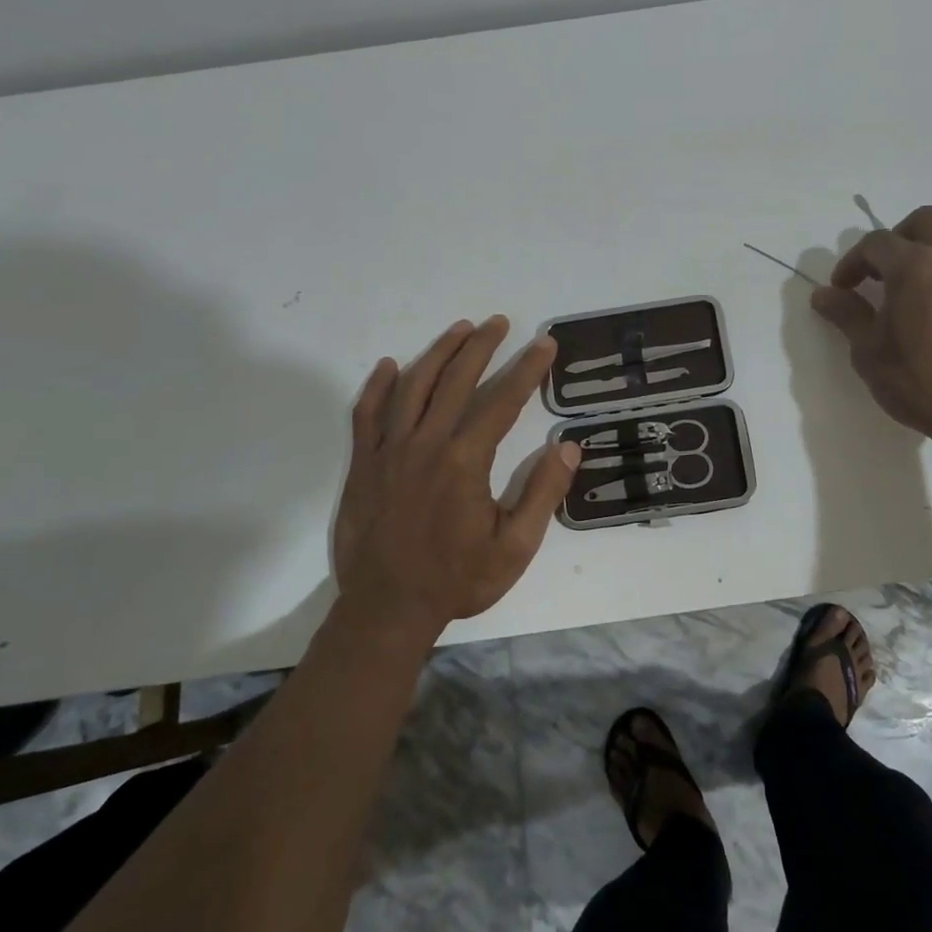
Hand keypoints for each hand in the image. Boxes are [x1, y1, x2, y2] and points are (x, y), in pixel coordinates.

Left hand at [331, 315, 581, 639]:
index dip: (527, 369)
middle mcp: (426, 444)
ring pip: (413, 386)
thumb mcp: (515, 547)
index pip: (502, 401)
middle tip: (501, 322)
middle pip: (456, 380)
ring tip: (459, 330)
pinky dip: (378, 386)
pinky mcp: (363, 464)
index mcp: (465, 461)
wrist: (387, 609)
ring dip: (438, 353)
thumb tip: (568, 447)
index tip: (545, 344)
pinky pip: (366, 414)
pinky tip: (390, 366)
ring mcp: (389, 451)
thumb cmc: (457, 579)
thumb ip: (543, 494)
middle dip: (482, 346)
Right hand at [810, 206, 931, 463]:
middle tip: (884, 271)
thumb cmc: (918, 381)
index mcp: (914, 265)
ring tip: (927, 278)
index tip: (842, 289)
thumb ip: (847, 314)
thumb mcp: (868, 351)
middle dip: (899, 238)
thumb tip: (823, 294)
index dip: (852, 262)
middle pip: (925, 221)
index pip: (874, 243)